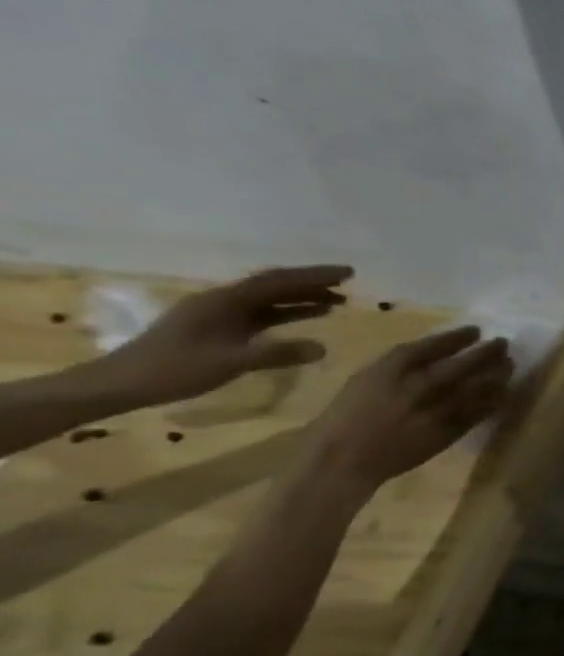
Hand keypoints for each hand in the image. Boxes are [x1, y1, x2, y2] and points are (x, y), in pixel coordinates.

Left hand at [100, 266, 352, 406]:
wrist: (122, 383)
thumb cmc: (174, 369)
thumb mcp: (229, 363)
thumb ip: (277, 354)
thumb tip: (323, 348)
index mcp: (224, 302)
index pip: (277, 281)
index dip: (314, 276)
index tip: (348, 273)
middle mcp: (223, 301)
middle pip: (274, 286)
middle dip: (311, 283)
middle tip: (347, 284)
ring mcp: (220, 314)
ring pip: (269, 300)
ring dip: (302, 298)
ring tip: (336, 301)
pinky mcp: (219, 328)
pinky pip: (261, 314)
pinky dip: (287, 312)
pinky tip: (305, 318)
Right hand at [300, 326, 513, 491]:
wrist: (344, 460)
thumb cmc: (347, 416)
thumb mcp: (366, 379)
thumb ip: (400, 365)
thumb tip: (437, 353)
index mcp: (392, 370)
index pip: (435, 345)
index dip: (459, 336)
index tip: (476, 330)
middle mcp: (419, 386)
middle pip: (465, 363)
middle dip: (488, 351)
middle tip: (503, 343)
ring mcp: (436, 410)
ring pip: (479, 387)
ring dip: (498, 374)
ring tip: (509, 364)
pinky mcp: (448, 431)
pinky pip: (479, 412)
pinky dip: (494, 400)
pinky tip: (504, 392)